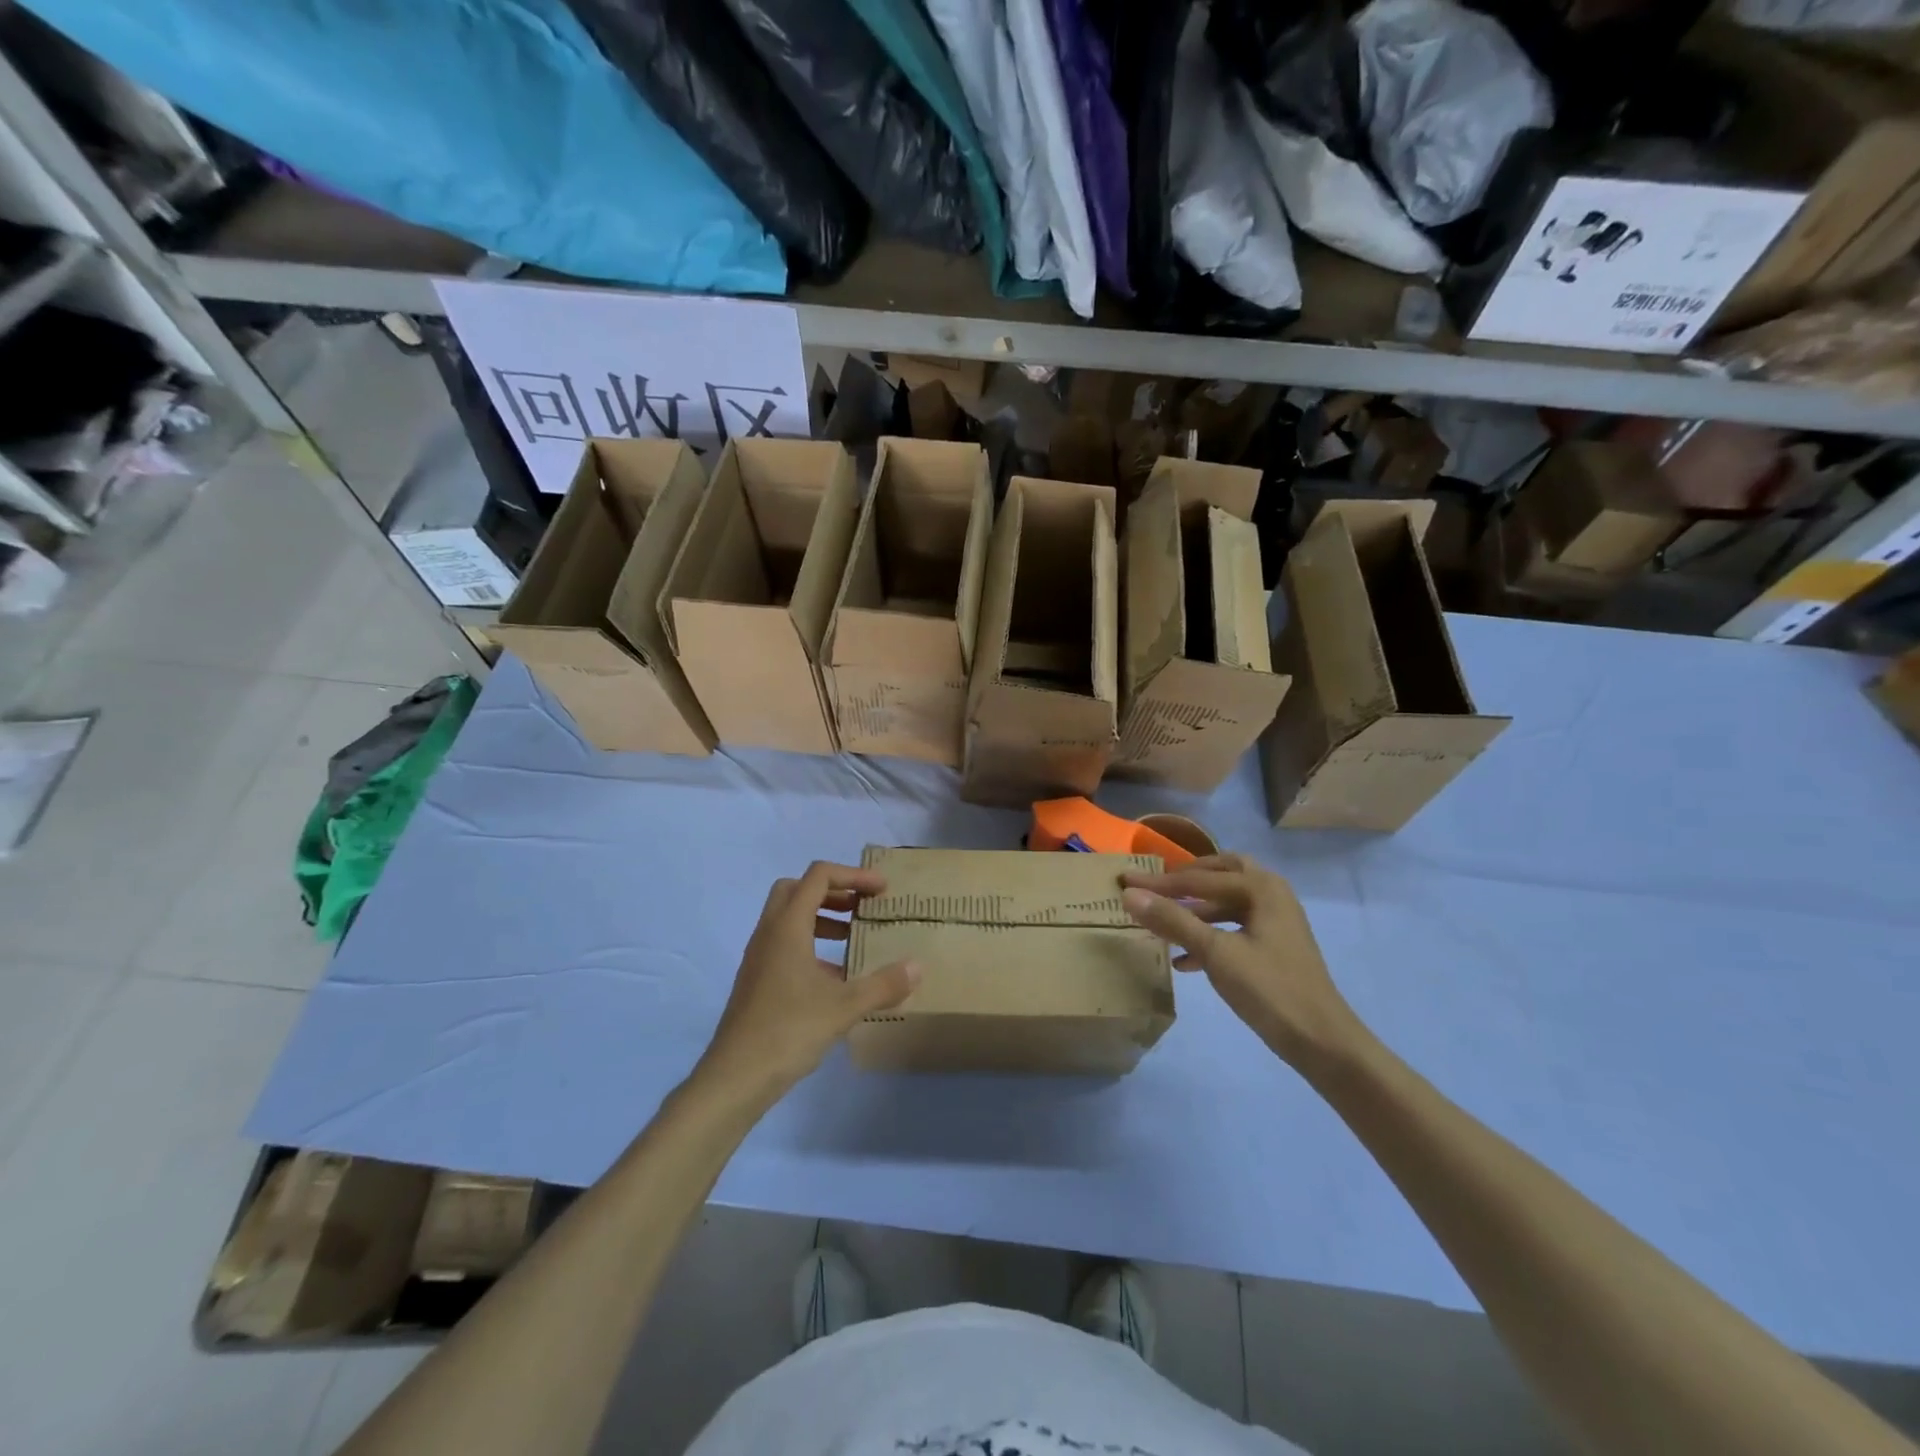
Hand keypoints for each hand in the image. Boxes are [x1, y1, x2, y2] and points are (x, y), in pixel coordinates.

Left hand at [697, 862, 919, 1099]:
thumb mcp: (844, 1007)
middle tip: (861, 907)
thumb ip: (883, 985)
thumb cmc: (788, 1031)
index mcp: (788, 927)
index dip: (853, 875)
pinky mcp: (757, 980)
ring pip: (789, 917)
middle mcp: (769, 933)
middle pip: (797, 889)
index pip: (818, 876)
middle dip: (833, 890)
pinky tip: (835, 977)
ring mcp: (759, 957)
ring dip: (822, 917)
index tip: (881, 890)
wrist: (735, 1077)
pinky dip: (811, 945)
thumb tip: (917, 967)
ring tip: (853, 937)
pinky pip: (785, 944)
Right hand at [1122, 854, 1363, 1069]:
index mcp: (1261, 888)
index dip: (1159, 883)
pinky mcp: (1274, 947)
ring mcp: (1276, 922)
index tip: (1125, 882)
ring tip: (1162, 924)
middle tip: (1156, 888)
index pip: (1199, 879)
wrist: (1322, 1042)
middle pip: (1220, 875)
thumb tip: (1129, 895)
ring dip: (1195, 911)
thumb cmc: (1270, 989)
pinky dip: (1209, 935)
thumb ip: (1173, 920)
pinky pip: (1234, 928)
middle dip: (1187, 881)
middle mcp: (1271, 894)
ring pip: (1226, 903)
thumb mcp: (1216, 952)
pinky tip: (1184, 961)